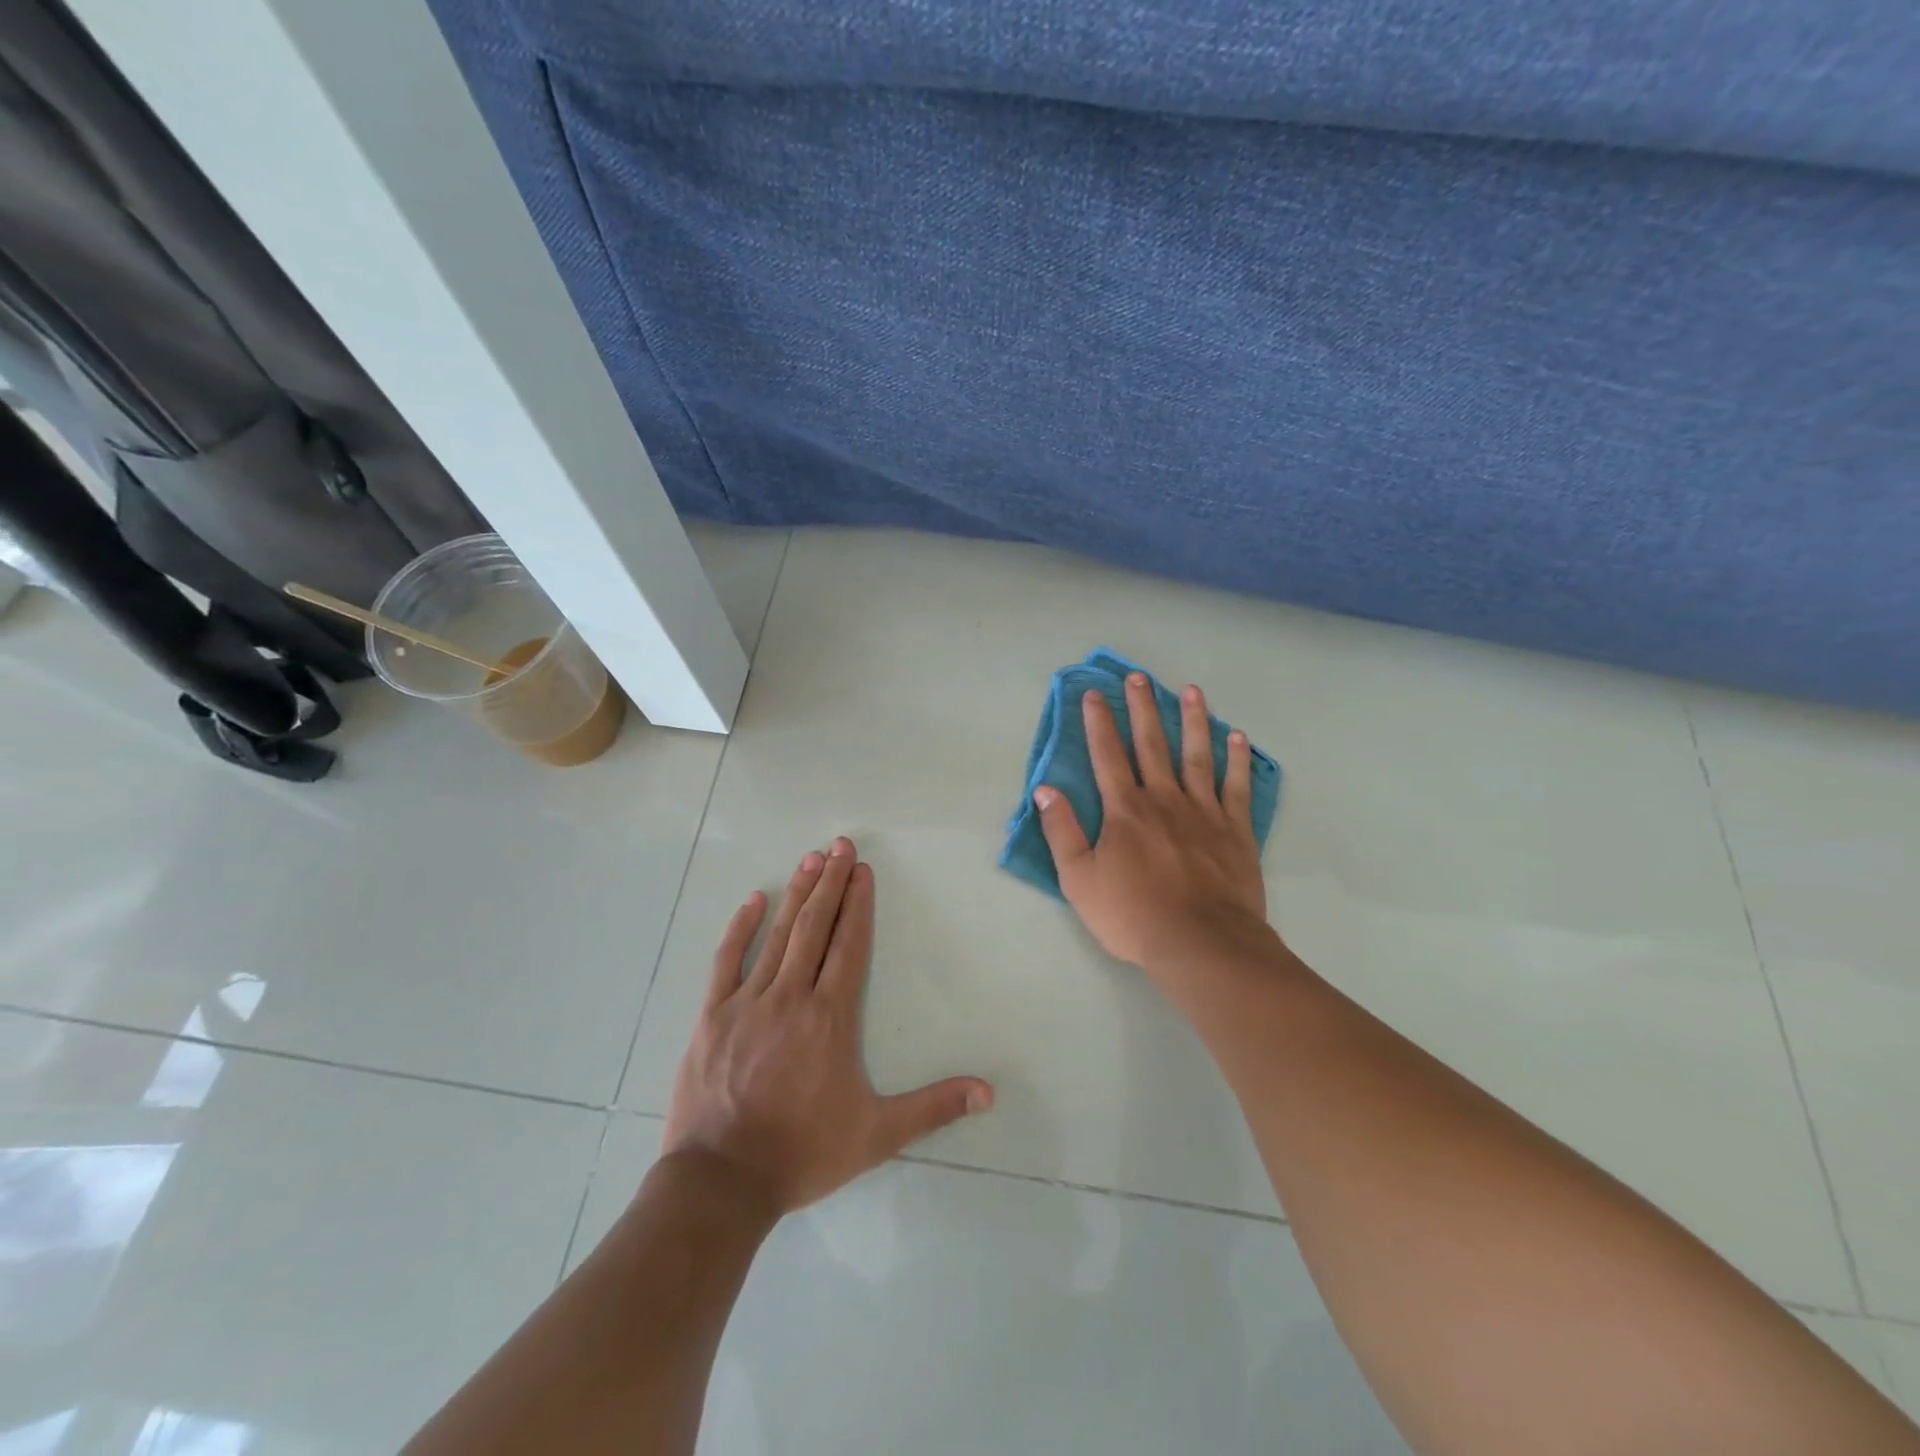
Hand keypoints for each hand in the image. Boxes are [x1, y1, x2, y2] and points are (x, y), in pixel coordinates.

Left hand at [661, 837, 993, 1216]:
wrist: (721, 1182)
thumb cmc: (803, 1152)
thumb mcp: (877, 1135)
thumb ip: (933, 1108)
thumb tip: (988, 1092)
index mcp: (830, 1018)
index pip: (849, 946)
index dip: (859, 905)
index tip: (864, 870)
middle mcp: (792, 997)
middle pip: (816, 927)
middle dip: (831, 883)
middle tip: (841, 844)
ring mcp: (748, 1002)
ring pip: (778, 935)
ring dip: (797, 893)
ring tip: (812, 858)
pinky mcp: (712, 1015)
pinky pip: (727, 960)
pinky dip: (741, 927)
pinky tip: (754, 899)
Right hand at [1035, 674, 1268, 970]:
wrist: (1200, 943)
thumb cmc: (1133, 914)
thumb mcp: (1079, 879)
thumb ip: (1062, 831)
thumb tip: (1045, 790)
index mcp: (1125, 809)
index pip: (1107, 755)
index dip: (1099, 723)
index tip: (1094, 694)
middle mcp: (1164, 799)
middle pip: (1151, 744)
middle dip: (1143, 708)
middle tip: (1139, 677)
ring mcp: (1204, 812)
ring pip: (1197, 756)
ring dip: (1194, 721)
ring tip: (1192, 691)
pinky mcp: (1235, 830)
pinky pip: (1236, 787)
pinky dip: (1237, 761)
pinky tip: (1238, 738)